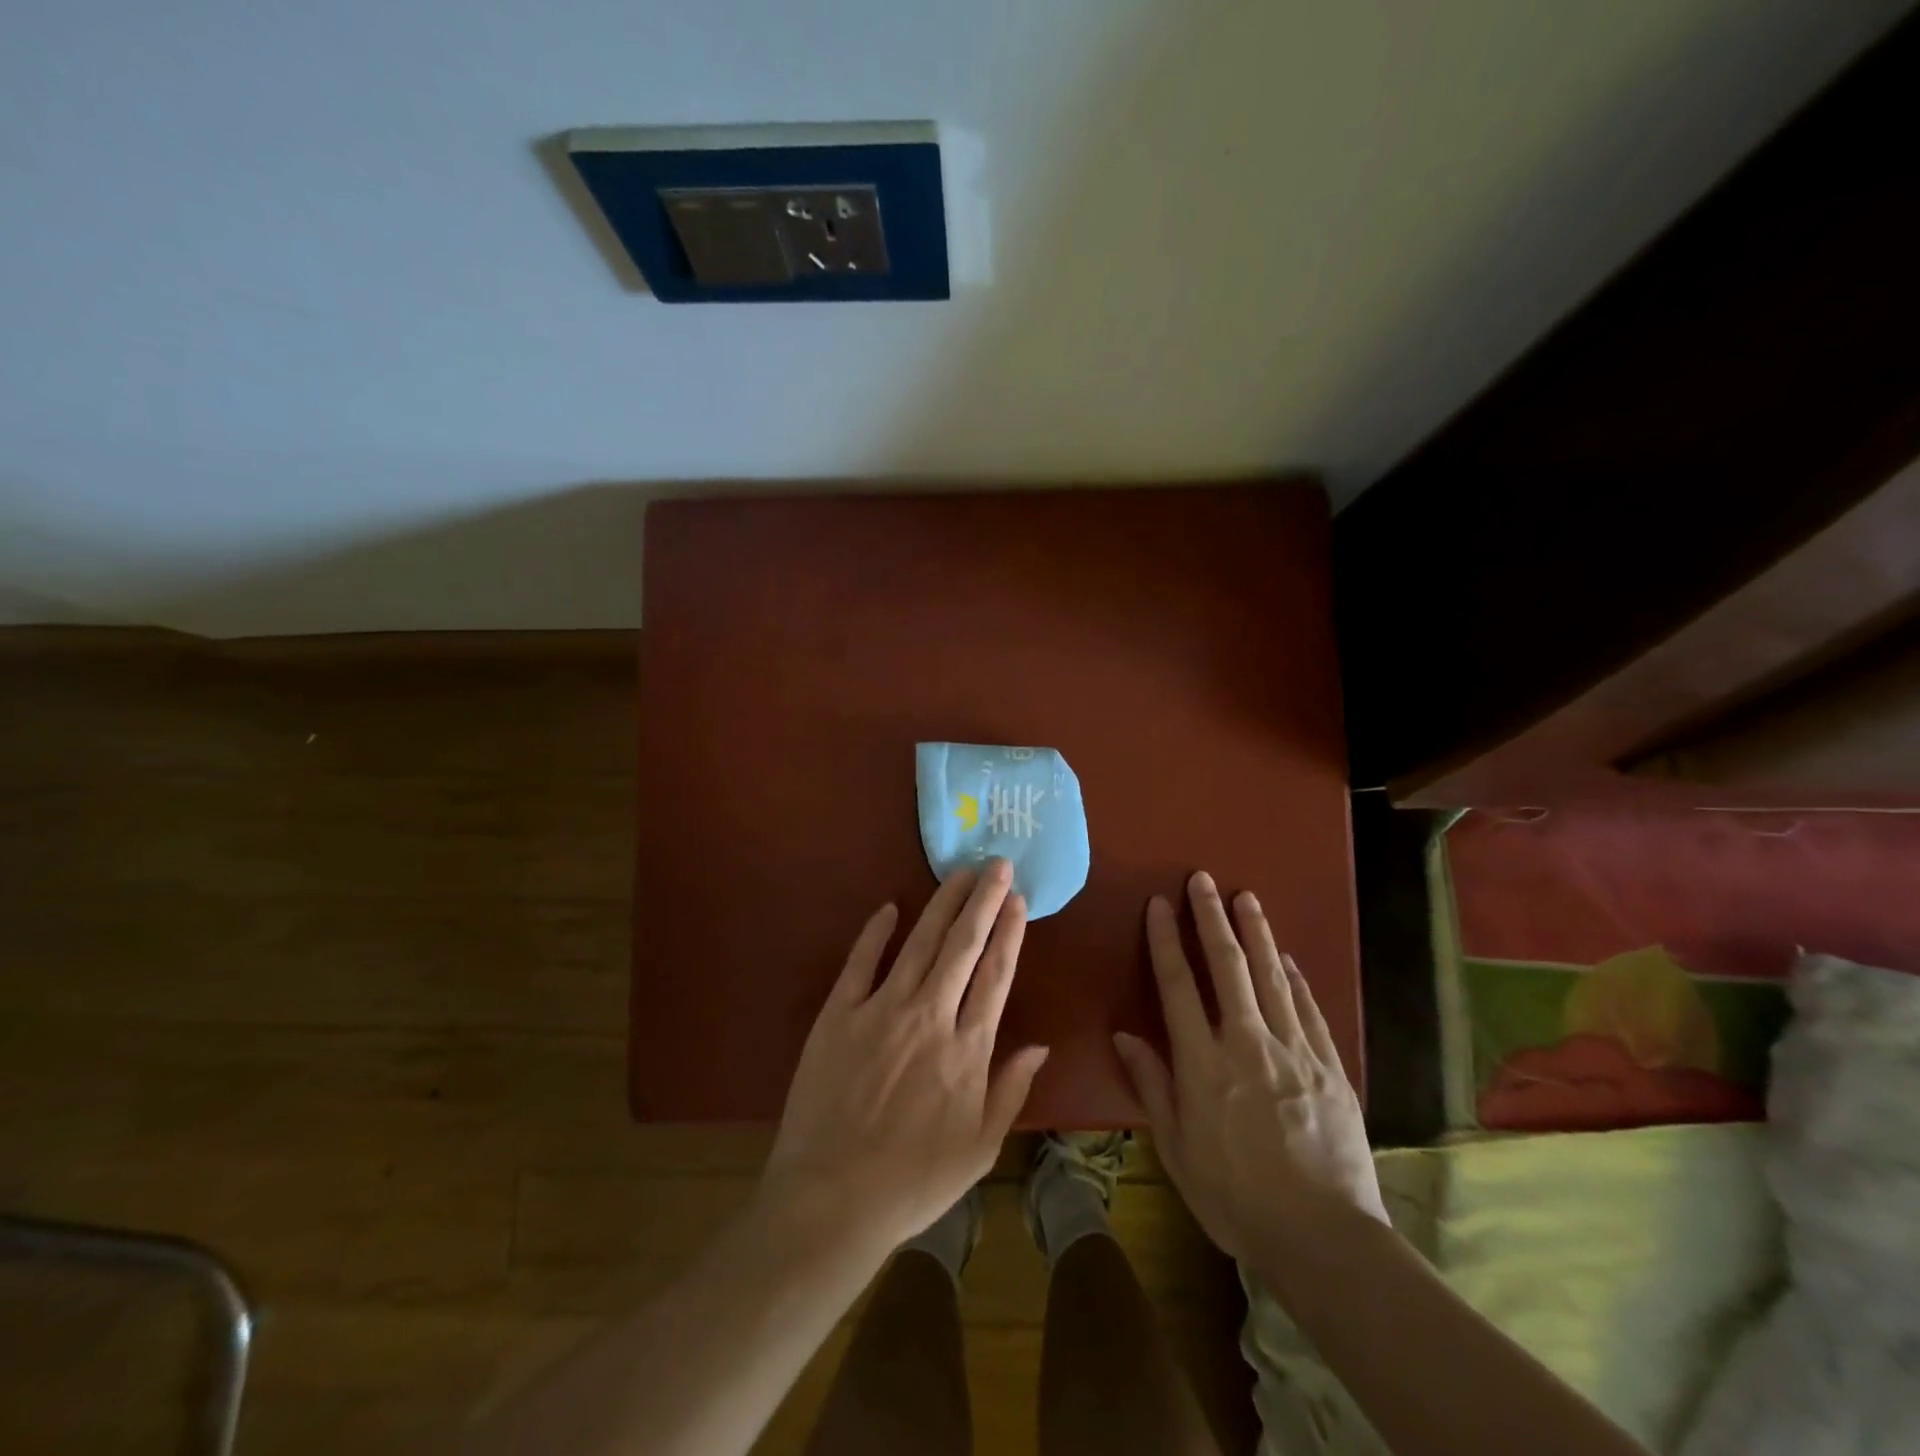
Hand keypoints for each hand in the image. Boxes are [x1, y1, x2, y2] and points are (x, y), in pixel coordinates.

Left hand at [760, 860, 1049, 1256]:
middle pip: (963, 946)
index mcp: (967, 1049)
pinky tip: (889, 907)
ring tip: (960, 873)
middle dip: (983, 900)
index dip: (1010, 933)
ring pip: (919, 943)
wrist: (831, 1201)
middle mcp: (930, 1017)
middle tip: (996, 863)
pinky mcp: (838, 1015)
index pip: (996, 975)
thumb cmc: (912, 1182)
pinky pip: (860, 962)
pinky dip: (874, 932)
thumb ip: (1010, 1090)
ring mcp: (881, 1010)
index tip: (1019, 900)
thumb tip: (1040, 1044)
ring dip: (942, 904)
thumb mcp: (979, 1149)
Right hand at [1113, 871, 1386, 1267]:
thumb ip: (1152, 1085)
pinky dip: (1294, 978)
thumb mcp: (1177, 1149)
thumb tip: (1124, 1035)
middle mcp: (1247, 1044)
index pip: (1179, 986)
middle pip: (1228, 967)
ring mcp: (1294, 1051)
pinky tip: (1286, 958)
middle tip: (1204, 879)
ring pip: (1271, 977)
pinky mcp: (1330, 1067)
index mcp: (1203, 1064)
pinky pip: (1308, 1010)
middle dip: (1211, 918)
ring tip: (1246, 897)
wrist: (1324, 1238)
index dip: (1166, 940)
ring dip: (1256, 933)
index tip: (1159, 904)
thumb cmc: (1236, 1198)